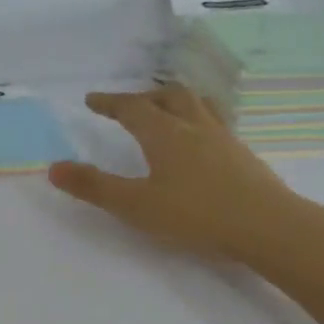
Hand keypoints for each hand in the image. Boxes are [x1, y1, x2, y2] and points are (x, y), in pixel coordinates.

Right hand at [47, 86, 297, 262]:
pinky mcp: (243, 156)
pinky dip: (197, 122)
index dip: (110, 102)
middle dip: (144, 96)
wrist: (269, 227)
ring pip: (197, 105)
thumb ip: (94, 187)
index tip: (92, 100)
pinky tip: (200, 144)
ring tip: (165, 113)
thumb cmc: (196, 215)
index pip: (132, 108)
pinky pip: (215, 124)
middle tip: (128, 106)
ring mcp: (224, 139)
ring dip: (175, 102)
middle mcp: (195, 127)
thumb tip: (54, 167)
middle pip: (169, 96)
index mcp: (165, 134)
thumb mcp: (135, 205)